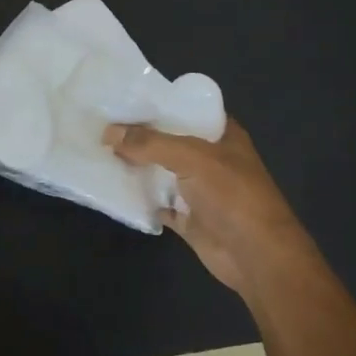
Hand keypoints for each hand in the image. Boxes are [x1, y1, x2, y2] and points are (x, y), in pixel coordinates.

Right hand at [105, 118, 319, 302]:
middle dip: (139, 136)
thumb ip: (150, 144)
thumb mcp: (192, 158)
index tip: (121, 99)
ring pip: (160, 172)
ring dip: (135, 166)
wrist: (256, 256)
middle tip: (100, 125)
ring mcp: (199, 189)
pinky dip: (139, 198)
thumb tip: (108, 133)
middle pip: (168, 141)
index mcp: (221, 135)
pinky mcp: (188, 217)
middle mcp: (210, 158)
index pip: (185, 109)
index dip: (156, 104)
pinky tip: (113, 189)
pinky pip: (157, 203)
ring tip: (98, 151)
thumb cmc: (232, 196)